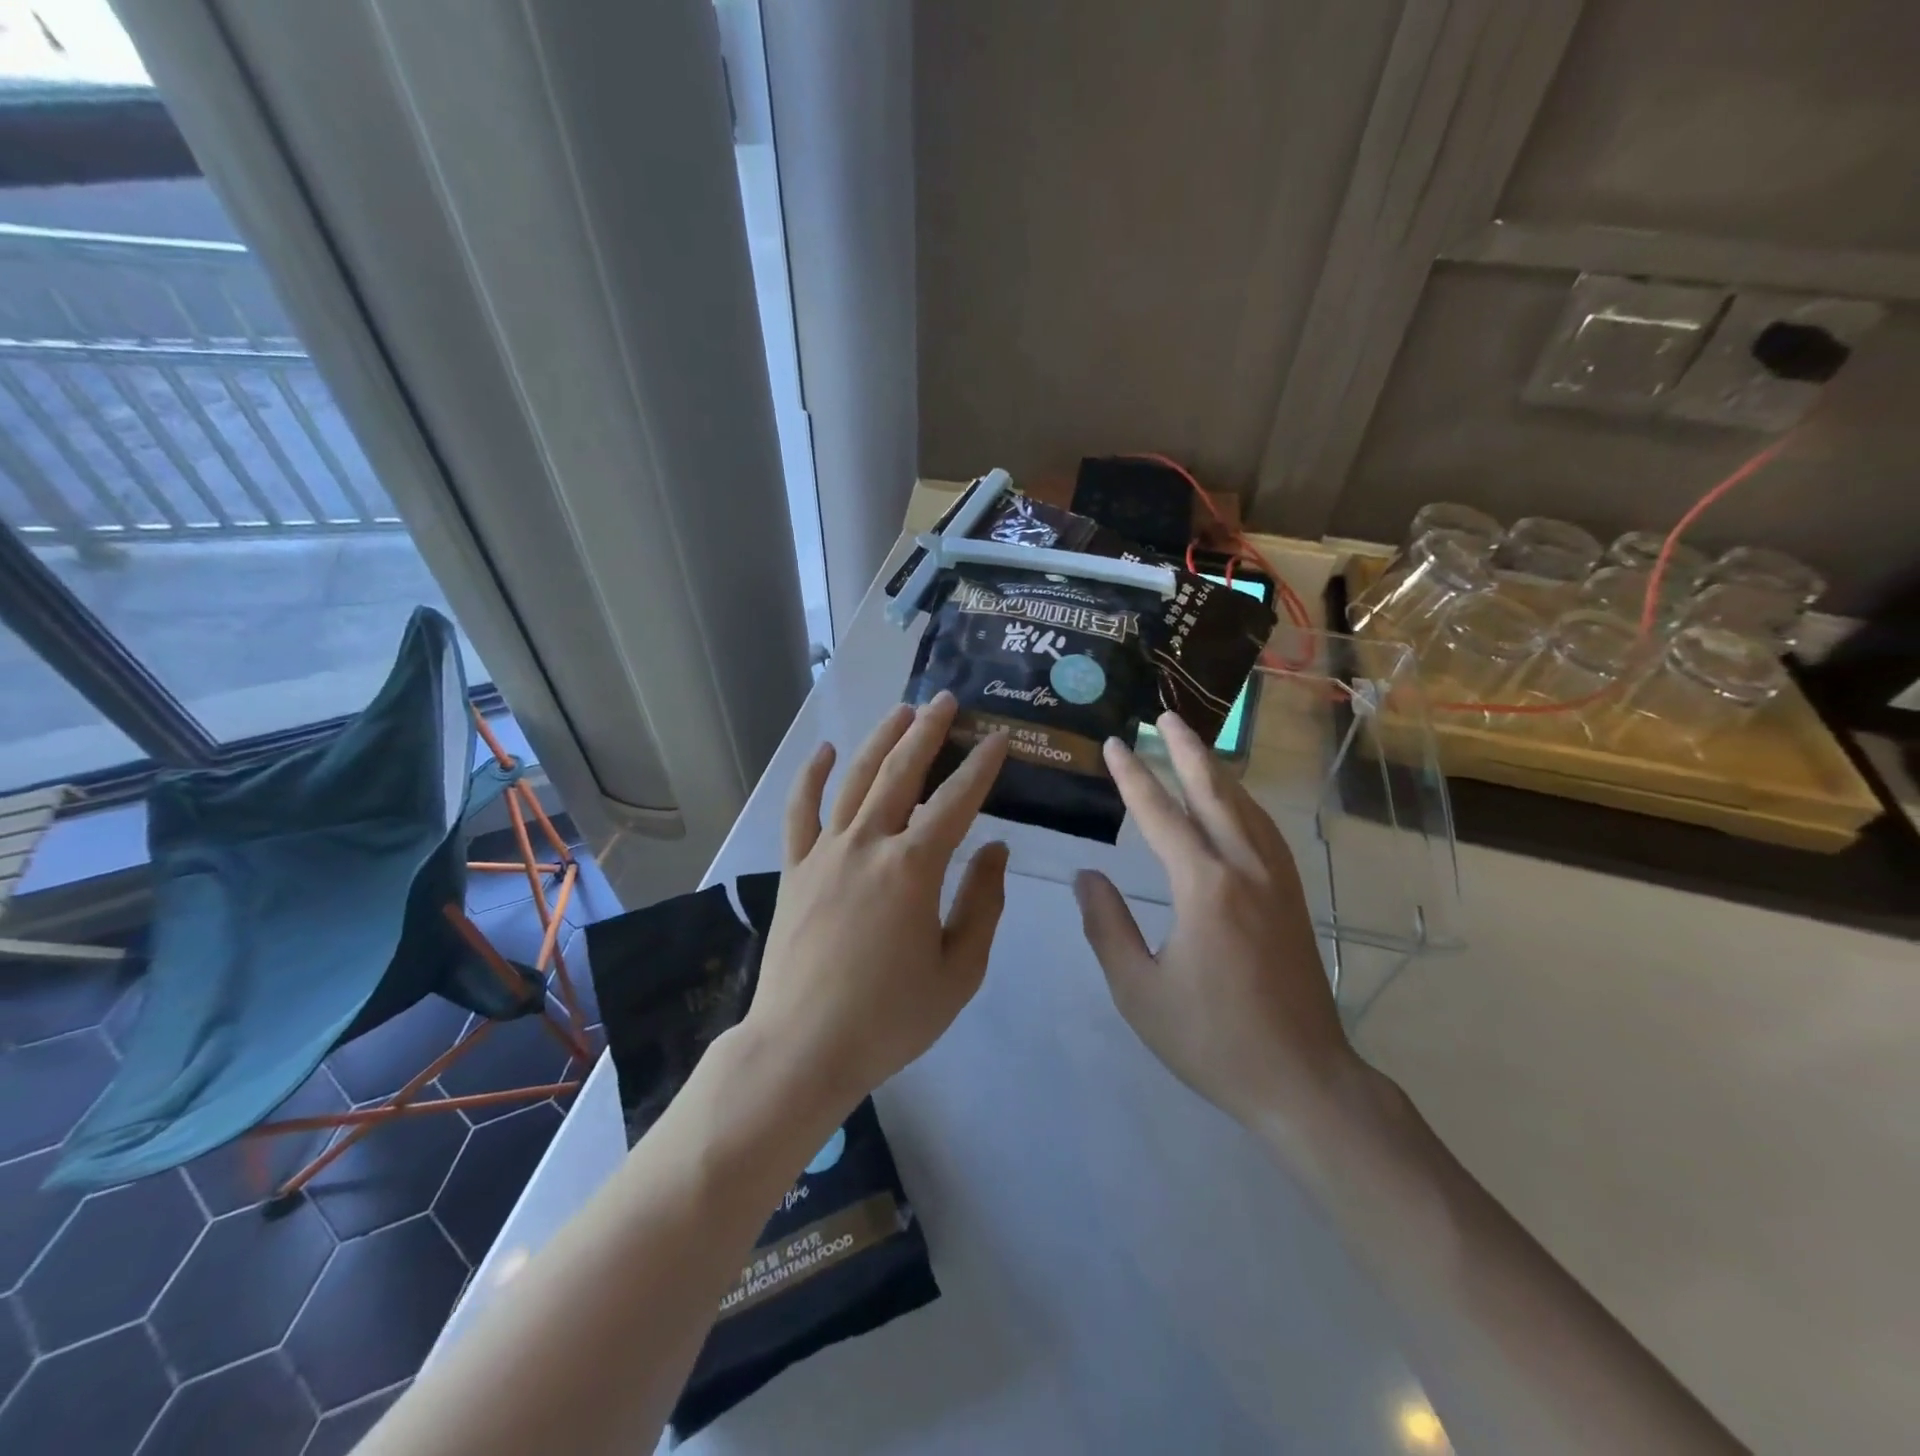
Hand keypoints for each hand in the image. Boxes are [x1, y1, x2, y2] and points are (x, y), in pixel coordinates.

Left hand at [746, 694, 1011, 1114]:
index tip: (997, 739)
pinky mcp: (793, 869)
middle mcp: (868, 844)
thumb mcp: (958, 971)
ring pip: (854, 780)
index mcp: (913, 868)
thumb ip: (982, 904)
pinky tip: (822, 751)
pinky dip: (810, 777)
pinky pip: (800, 812)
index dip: (980, 767)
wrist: (803, 1048)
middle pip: (901, 772)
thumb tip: (995, 850)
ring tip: (901, 712)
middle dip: (928, 733)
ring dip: (879, 741)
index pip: (955, 801)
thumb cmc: (889, 1018)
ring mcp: (824, 853)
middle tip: (945, 701)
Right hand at [1073, 711, 1364, 1137]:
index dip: (1134, 777)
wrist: (1303, 1081)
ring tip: (1195, 747)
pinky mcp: (1293, 901)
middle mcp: (1245, 871)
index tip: (1116, 744)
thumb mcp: (1139, 991)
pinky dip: (1245, 804)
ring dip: (1218, 772)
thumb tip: (1087, 877)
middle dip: (1186, 752)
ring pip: (1246, 809)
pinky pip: (1265, 833)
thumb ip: (1107, 927)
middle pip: (1214, 794)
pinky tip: (1237, 804)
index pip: (1162, 816)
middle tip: (1164, 717)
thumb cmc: (1212, 1040)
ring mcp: (1277, 884)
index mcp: (1204, 889)